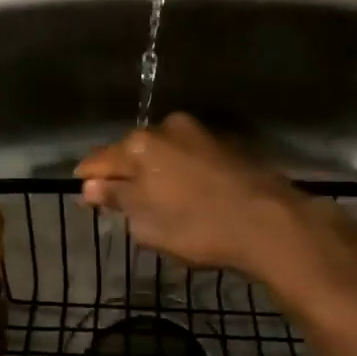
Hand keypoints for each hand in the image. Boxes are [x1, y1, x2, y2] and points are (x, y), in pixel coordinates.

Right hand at [75, 113, 308, 274]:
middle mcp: (167, 128)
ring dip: (157, 171)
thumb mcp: (148, 224)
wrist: (269, 222)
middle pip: (133, 151)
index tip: (86, 197)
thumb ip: (117, 199)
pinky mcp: (228, 142)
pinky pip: (190, 155)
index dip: (89, 180)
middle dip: (126, 173)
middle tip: (125, 203)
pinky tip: (191, 193)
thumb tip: (90, 186)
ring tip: (161, 200)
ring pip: (164, 151)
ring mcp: (201, 132)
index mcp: (140, 146)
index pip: (99, 160)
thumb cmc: (198, 227)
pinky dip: (183, 170)